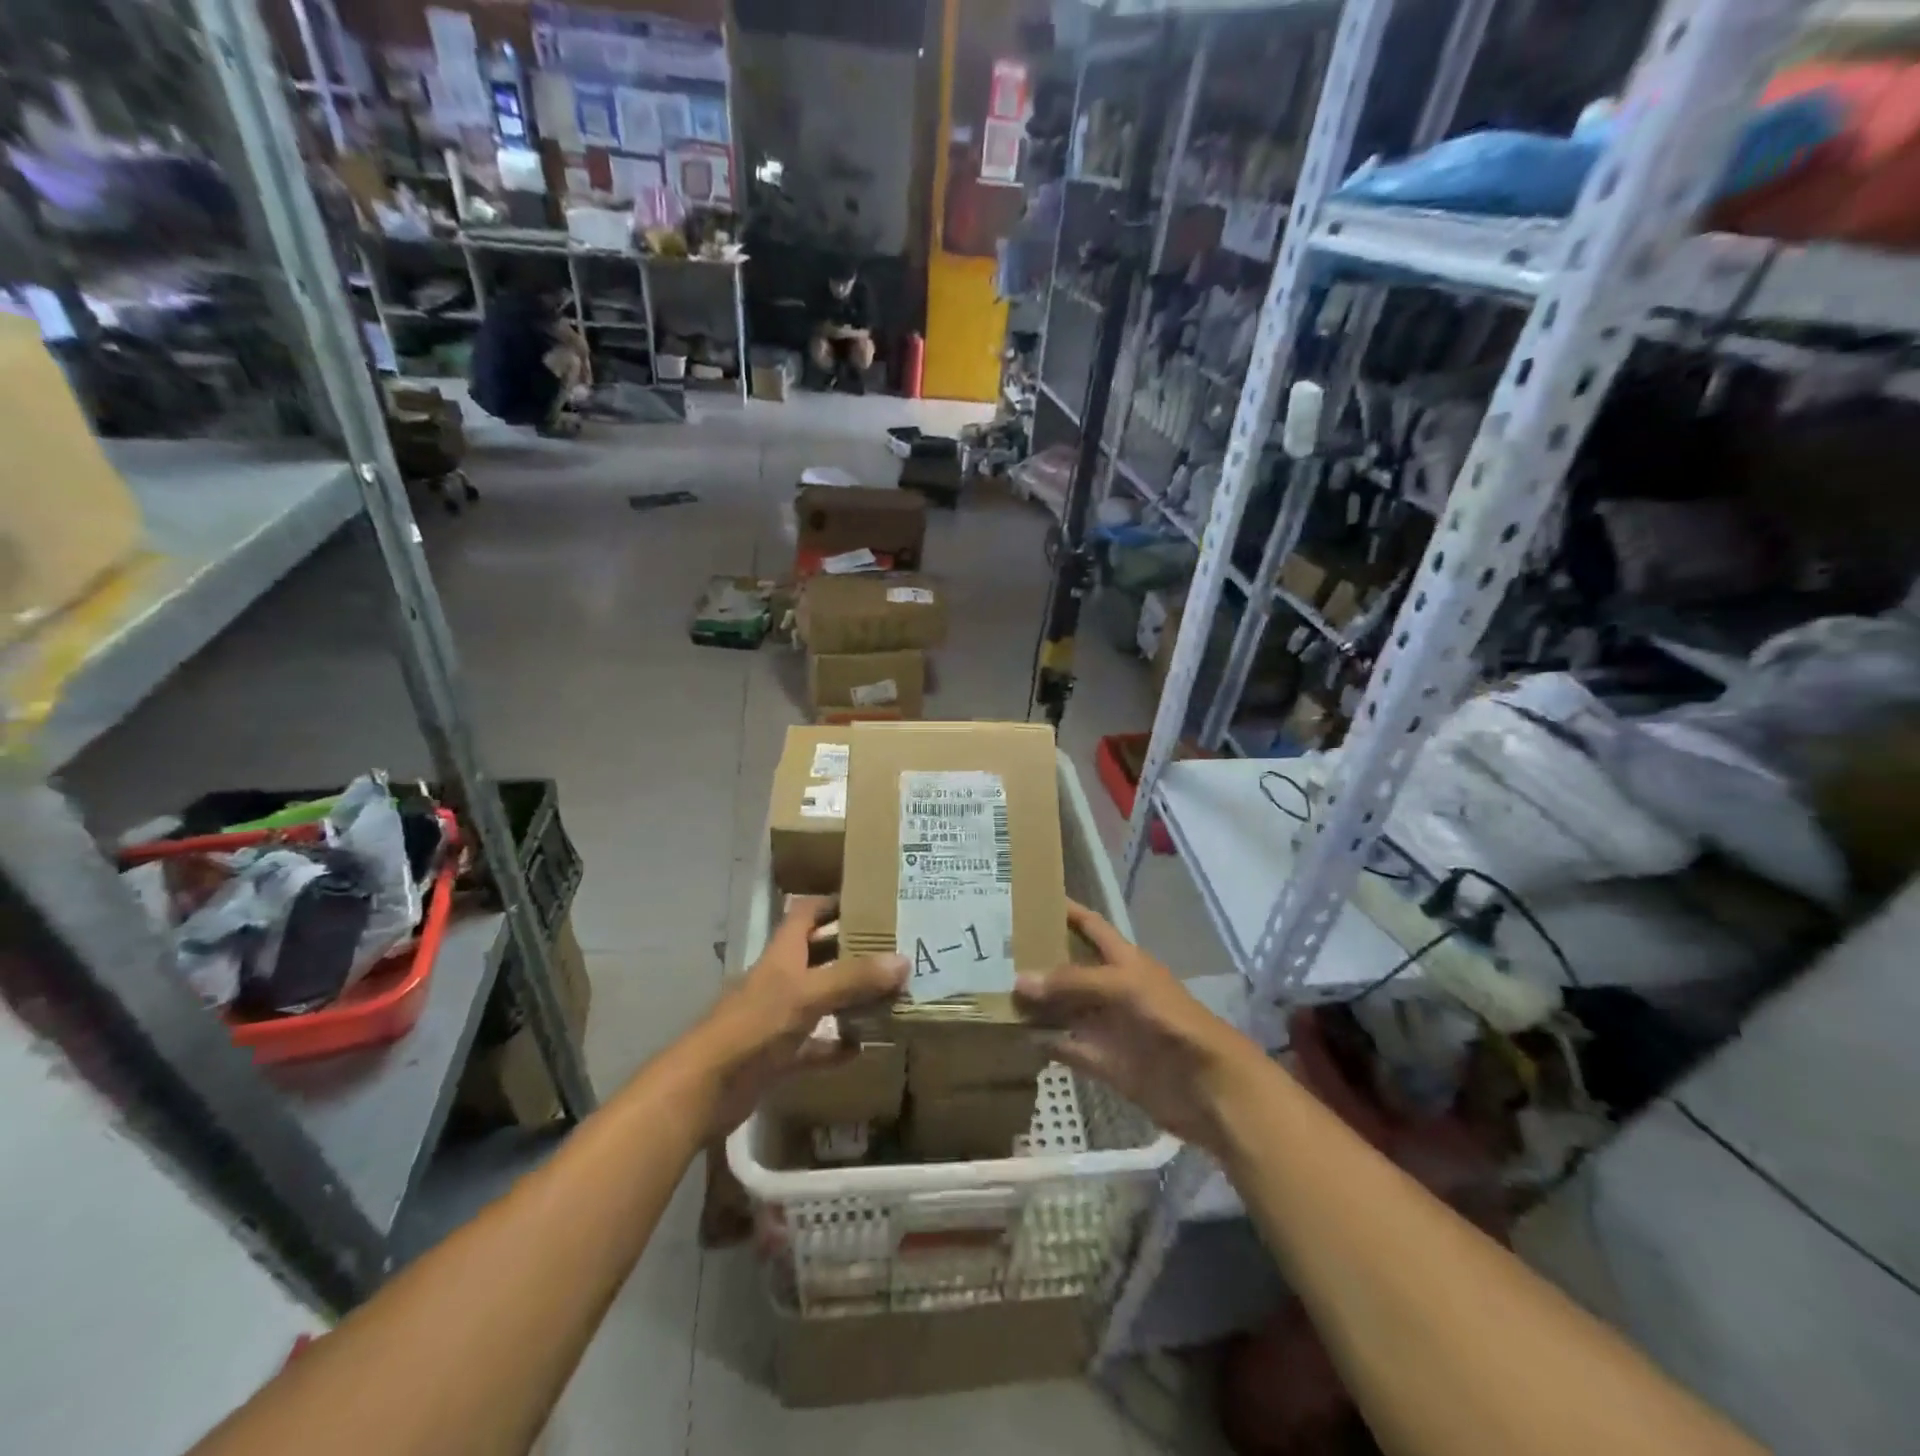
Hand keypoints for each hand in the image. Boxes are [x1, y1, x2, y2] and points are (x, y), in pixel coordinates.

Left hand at [695, 897, 905, 1132]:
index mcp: (782, 954)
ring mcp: (776, 1018)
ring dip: (849, 999)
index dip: (832, 904)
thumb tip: (903, 960)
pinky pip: (814, 1044)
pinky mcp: (776, 1056)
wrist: (703, 1089)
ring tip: (889, 996)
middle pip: (818, 955)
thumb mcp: (807, 995)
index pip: (806, 914)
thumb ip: (854, 978)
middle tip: (893, 950)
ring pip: (820, 1000)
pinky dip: (835, 1045)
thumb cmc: (754, 1027)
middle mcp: (779, 980)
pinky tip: (862, 1048)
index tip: (869, 903)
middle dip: (851, 951)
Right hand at [1013, 901, 1266, 1154]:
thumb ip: (1073, 982)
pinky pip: (1066, 1047)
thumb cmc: (1170, 1020)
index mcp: (1122, 959)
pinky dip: (1043, 1042)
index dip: (1064, 909)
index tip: (1026, 897)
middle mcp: (1111, 987)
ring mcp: (1106, 1025)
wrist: (1208, 1086)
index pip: (1088, 925)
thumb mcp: (1123, 986)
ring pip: (1063, 1008)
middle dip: (1037, 958)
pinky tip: (1013, 1036)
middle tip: (991, 949)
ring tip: (990, 991)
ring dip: (1034, 1002)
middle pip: (1068, 967)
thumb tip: (1019, 980)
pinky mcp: (1103, 1061)